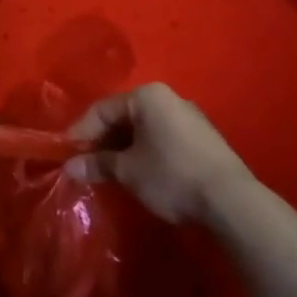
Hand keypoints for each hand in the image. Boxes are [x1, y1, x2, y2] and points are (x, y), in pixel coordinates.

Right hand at [62, 83, 256, 224]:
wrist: (231, 200)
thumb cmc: (171, 175)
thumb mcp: (127, 171)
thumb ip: (97, 164)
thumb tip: (70, 167)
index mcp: (147, 96)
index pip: (102, 109)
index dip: (80, 132)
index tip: (66, 154)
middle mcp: (169, 98)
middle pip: (123, 116)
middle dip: (102, 140)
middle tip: (85, 164)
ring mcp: (189, 116)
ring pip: (143, 128)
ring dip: (123, 148)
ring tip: (108, 171)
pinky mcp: (202, 138)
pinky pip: (161, 137)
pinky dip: (144, 151)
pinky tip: (138, 173)